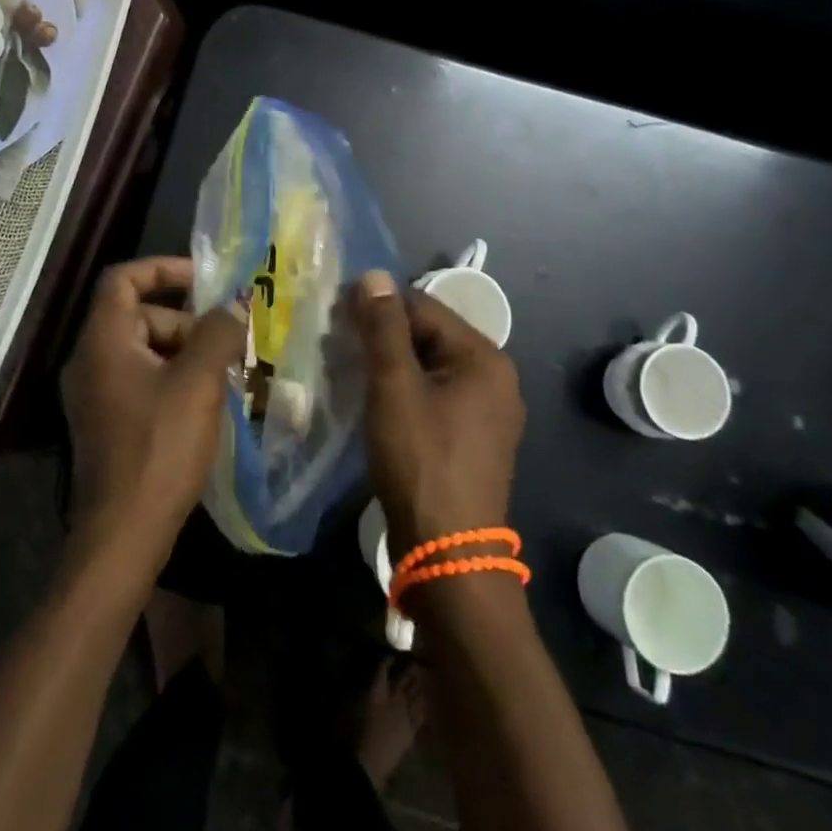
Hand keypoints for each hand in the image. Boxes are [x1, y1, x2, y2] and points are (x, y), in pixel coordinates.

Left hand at [61, 257, 246, 576]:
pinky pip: (141, 379)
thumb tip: (235, 305)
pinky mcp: (106, 421)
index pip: (123, 279)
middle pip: (138, 315)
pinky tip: (204, 401)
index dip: (163, 269)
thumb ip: (217, 333)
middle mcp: (90, 360)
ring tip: (223, 374)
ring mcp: (95, 394)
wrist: (124, 533)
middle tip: (226, 343)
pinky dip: (173, 377)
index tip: (205, 281)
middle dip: (185, 321)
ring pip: (144, 350)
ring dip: (185, 352)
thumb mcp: (197, 383)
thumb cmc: (160, 448)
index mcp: (103, 341)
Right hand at [351, 271, 525, 553]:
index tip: (337, 317)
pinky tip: (372, 401)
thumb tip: (373, 275)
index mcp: (484, 358)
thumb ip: (383, 329)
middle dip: (382, 337)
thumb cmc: (421, 461)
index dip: (378, 307)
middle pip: (428, 336)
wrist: (448, 555)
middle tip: (337, 346)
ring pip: (427, 368)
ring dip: (389, 365)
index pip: (423, 307)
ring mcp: (485, 412)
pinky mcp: (470, 439)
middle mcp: (494, 379)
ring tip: (347, 371)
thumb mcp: (395, 388)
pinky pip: (433, 396)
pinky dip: (402, 392)